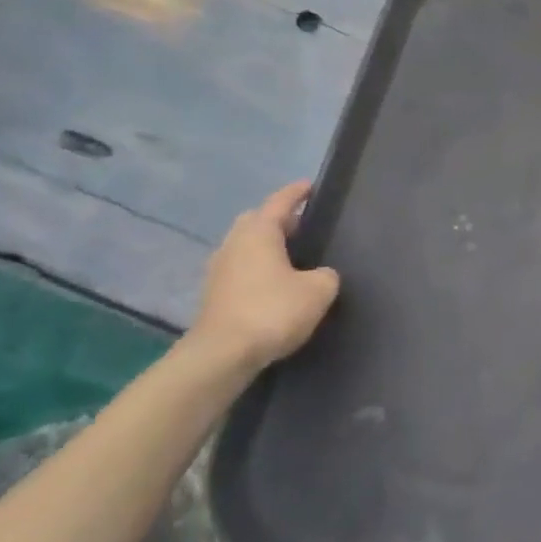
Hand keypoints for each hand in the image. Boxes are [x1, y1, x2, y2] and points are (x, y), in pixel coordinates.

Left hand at [190, 181, 339, 370]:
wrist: (222, 355)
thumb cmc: (272, 311)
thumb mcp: (318, 291)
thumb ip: (326, 275)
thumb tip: (320, 274)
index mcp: (259, 233)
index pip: (279, 202)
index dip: (296, 193)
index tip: (310, 186)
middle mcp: (234, 244)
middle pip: (256, 221)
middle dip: (278, 220)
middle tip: (303, 226)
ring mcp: (219, 270)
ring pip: (245, 246)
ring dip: (266, 246)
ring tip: (292, 256)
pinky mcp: (214, 295)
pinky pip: (240, 269)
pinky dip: (257, 269)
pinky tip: (275, 284)